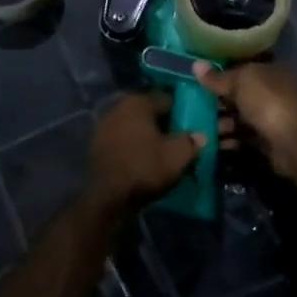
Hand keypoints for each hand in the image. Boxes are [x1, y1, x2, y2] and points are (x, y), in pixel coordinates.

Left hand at [87, 92, 203, 206]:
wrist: (107, 197)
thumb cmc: (144, 168)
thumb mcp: (178, 155)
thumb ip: (191, 141)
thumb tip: (199, 135)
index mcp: (137, 102)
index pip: (167, 99)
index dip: (183, 112)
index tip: (193, 125)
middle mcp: (118, 108)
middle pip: (150, 113)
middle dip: (165, 125)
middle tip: (181, 140)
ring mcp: (104, 127)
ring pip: (136, 128)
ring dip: (149, 138)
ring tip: (164, 153)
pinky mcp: (97, 147)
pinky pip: (124, 142)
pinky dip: (135, 148)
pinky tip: (145, 162)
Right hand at [194, 60, 296, 176]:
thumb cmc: (270, 102)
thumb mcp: (241, 82)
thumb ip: (219, 77)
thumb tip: (196, 65)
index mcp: (272, 71)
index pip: (244, 69)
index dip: (222, 74)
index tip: (199, 82)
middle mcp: (275, 92)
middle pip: (241, 95)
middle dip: (219, 101)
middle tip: (195, 108)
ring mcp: (274, 118)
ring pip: (242, 118)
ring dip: (222, 123)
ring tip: (202, 129)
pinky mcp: (270, 142)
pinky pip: (245, 138)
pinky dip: (231, 140)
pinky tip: (215, 144)